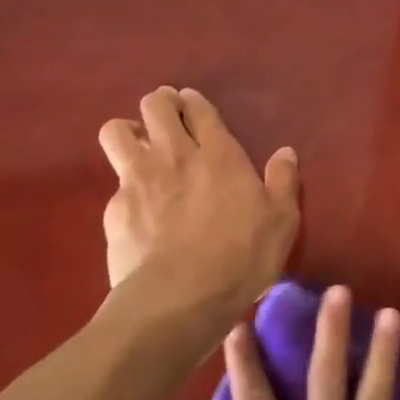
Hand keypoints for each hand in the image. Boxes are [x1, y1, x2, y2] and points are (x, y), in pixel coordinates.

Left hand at [98, 87, 300, 334]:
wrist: (180, 298)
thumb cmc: (242, 256)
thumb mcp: (282, 221)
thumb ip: (283, 182)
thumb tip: (286, 152)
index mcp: (219, 154)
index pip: (198, 108)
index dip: (193, 101)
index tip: (193, 106)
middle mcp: (175, 155)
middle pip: (155, 105)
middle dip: (160, 104)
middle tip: (168, 120)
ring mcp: (138, 180)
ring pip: (117, 131)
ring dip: (128, 132)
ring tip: (139, 150)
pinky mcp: (114, 210)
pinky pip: (113, 184)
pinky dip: (124, 188)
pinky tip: (136, 210)